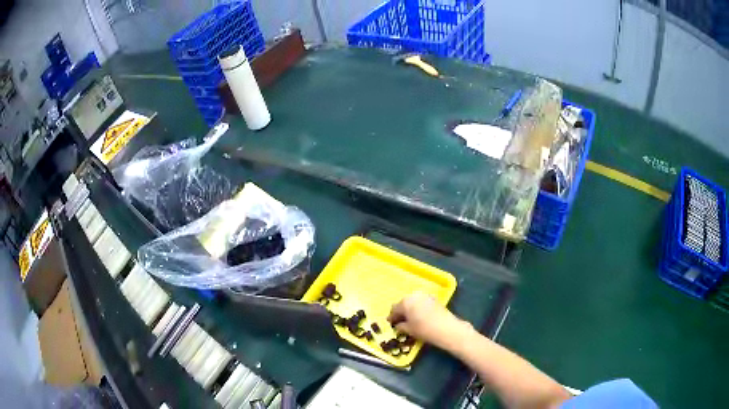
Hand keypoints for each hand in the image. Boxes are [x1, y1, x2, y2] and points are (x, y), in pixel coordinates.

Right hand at [387, 292, 472, 351]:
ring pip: (413, 302)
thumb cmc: (424, 329)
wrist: (447, 328)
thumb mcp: (409, 330)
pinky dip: (418, 308)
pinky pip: (421, 302)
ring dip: (410, 309)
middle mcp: (414, 296)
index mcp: (405, 302)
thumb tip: (398, 325)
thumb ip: (400, 326)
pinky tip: (420, 316)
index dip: (391, 317)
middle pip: (403, 303)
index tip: (391, 324)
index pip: (394, 309)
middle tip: (399, 321)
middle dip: (401, 312)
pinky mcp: (434, 299)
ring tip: (410, 319)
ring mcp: (425, 296)